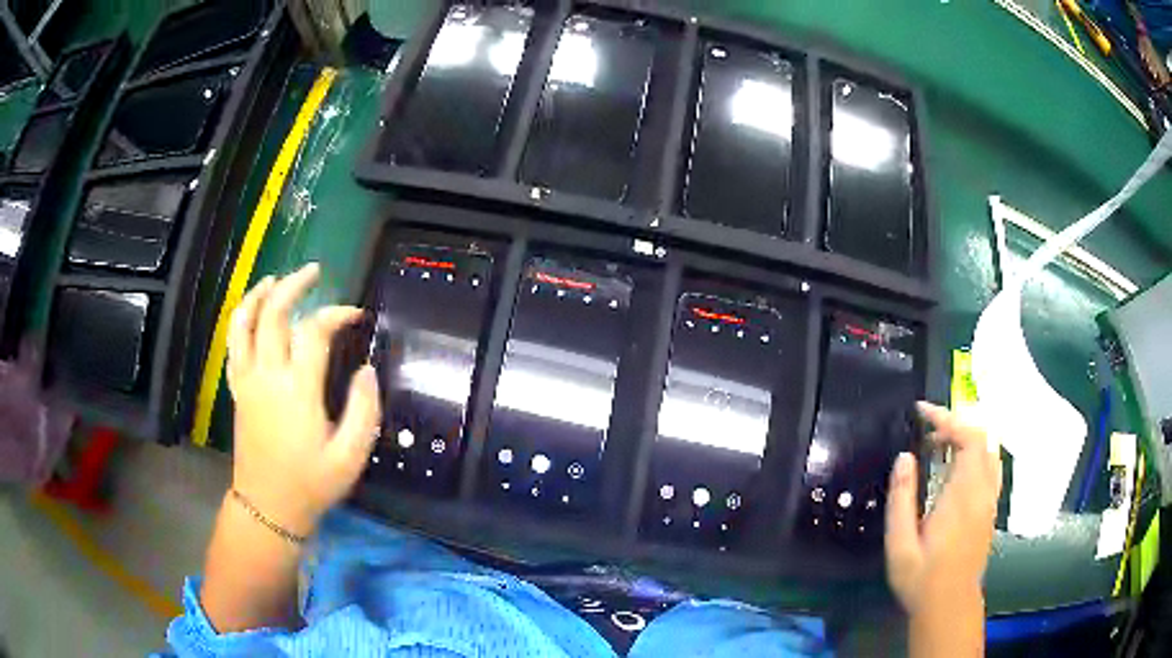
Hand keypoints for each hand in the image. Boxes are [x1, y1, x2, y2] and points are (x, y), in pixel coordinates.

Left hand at [226, 264, 380, 536]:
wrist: (269, 507)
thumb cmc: (312, 484)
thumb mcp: (351, 456)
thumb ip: (363, 410)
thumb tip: (367, 370)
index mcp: (297, 390)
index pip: (314, 332)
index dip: (336, 314)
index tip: (356, 315)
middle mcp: (267, 376)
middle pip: (273, 314)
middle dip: (294, 285)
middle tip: (313, 272)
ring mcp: (247, 381)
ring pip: (243, 323)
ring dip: (258, 295)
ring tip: (274, 279)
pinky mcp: (237, 390)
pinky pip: (232, 345)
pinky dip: (240, 321)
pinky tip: (251, 313)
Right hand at [885, 401, 1001, 614]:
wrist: (949, 605)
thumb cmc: (921, 578)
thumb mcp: (900, 545)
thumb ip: (901, 499)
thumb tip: (904, 458)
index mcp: (962, 495)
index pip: (968, 437)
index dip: (947, 417)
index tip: (921, 413)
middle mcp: (982, 491)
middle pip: (981, 438)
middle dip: (955, 424)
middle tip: (926, 432)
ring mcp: (990, 499)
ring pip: (989, 450)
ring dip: (967, 438)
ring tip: (940, 447)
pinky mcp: (990, 509)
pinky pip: (991, 467)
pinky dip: (975, 454)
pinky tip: (956, 469)